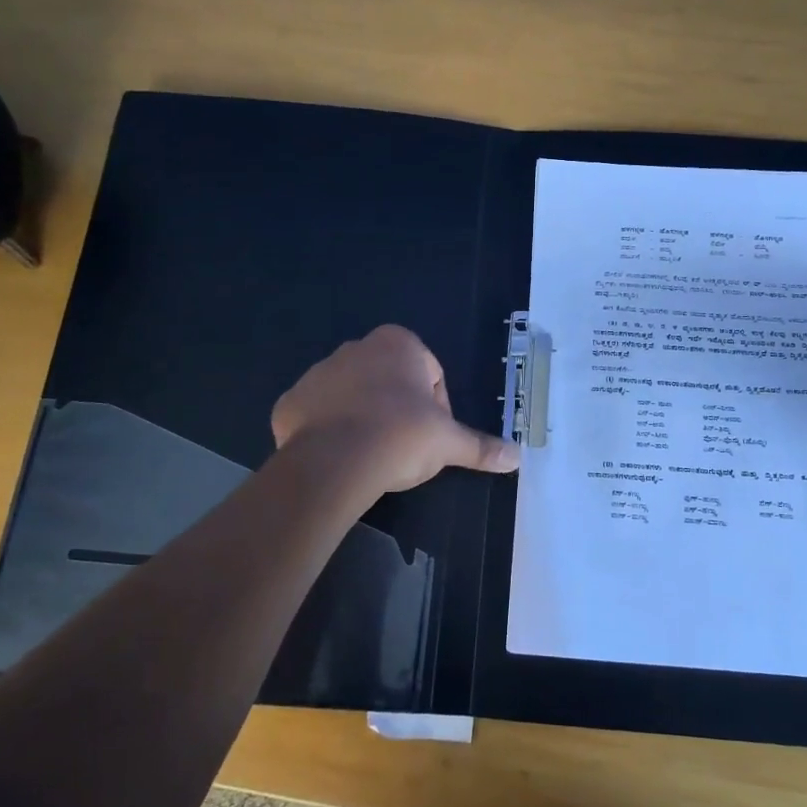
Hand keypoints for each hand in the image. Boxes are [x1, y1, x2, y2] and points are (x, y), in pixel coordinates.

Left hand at [271, 325, 520, 495]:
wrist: (334, 463)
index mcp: (398, 344)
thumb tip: (517, 458)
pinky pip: (317, 415)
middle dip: (399, 409)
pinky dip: (329, 432)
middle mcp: (356, 348)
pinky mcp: (290, 401)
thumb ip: (481, 446)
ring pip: (353, 396)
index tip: (431, 436)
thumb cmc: (400, 437)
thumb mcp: (448, 443)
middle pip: (390, 381)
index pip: (430, 373)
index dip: (437, 407)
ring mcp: (318, 373)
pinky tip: (339, 458)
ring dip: (364, 418)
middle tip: (403, 447)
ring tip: (370, 455)